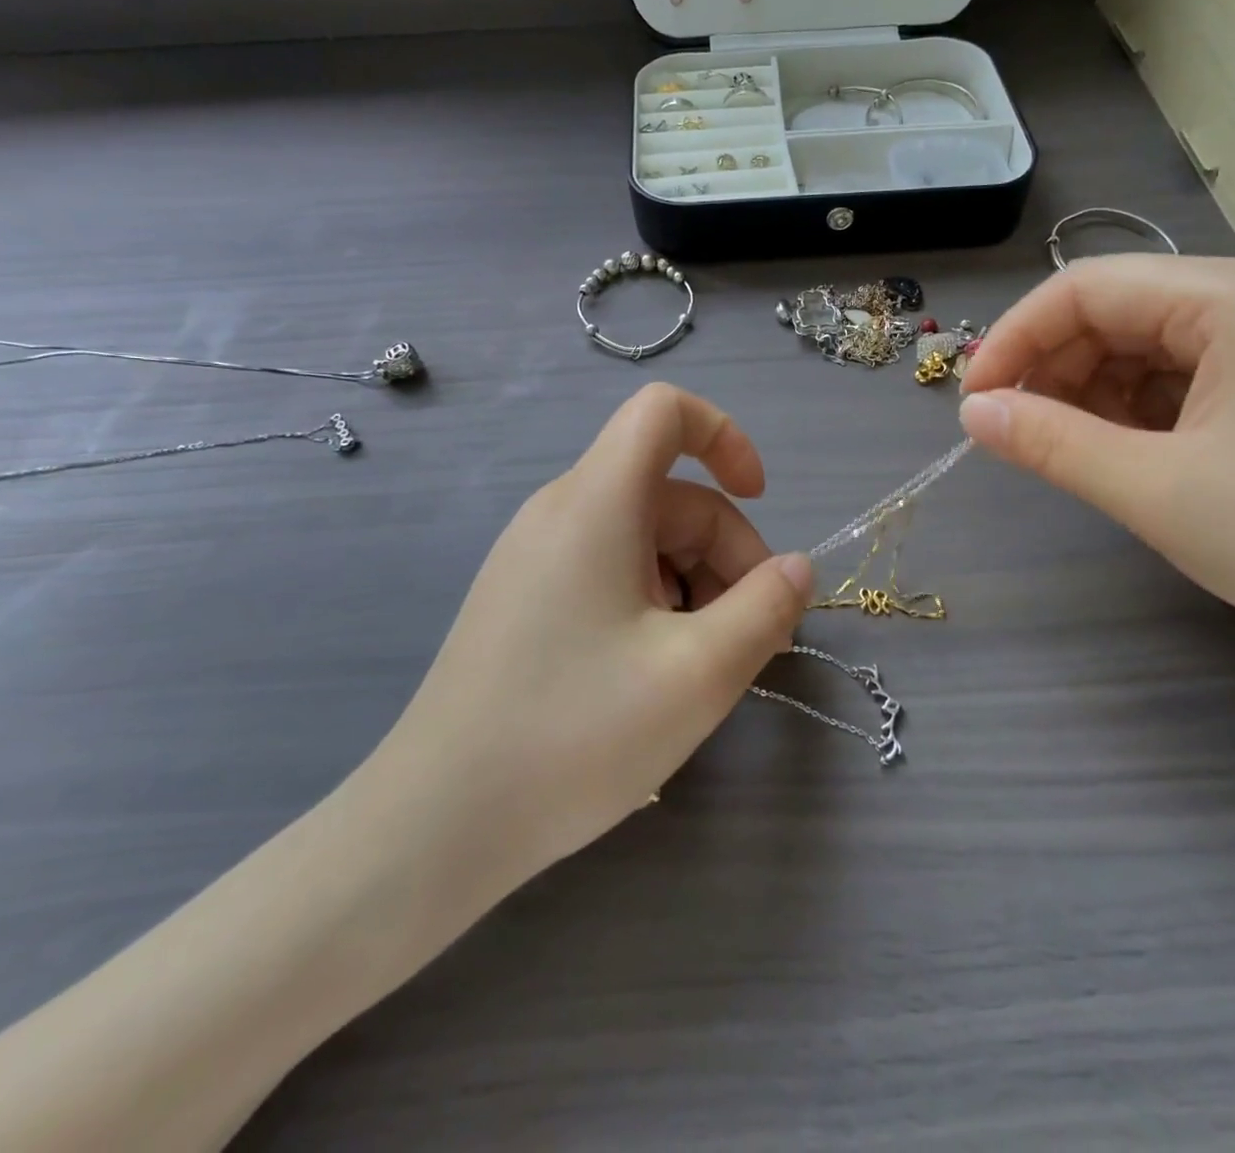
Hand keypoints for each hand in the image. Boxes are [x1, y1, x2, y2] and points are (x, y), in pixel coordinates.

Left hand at [357, 384, 813, 914]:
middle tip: (754, 638)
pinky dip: (655, 602)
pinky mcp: (527, 599)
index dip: (724, 436)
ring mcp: (537, 557)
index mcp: (596, 503)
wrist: (436, 823)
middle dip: (726, 553)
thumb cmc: (574, 736)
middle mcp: (561, 513)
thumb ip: (766, 608)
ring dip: (695, 585)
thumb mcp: (698, 674)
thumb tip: (798, 568)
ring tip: (706, 665)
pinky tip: (658, 672)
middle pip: (669, 494)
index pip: (663, 411)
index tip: (760, 500)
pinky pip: (611, 571)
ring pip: (644, 538)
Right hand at [957, 256, 1234, 680]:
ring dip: (1090, 394)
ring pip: (1144, 347)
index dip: (1015, 339)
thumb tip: (972, 413)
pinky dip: (1135, 411)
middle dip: (1052, 369)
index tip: (974, 404)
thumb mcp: (1155, 490)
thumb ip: (1050, 442)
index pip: (1084, 288)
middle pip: (1115, 312)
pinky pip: (1181, 378)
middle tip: (1016, 436)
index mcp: (1233, 298)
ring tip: (1070, 452)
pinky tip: (1125, 455)